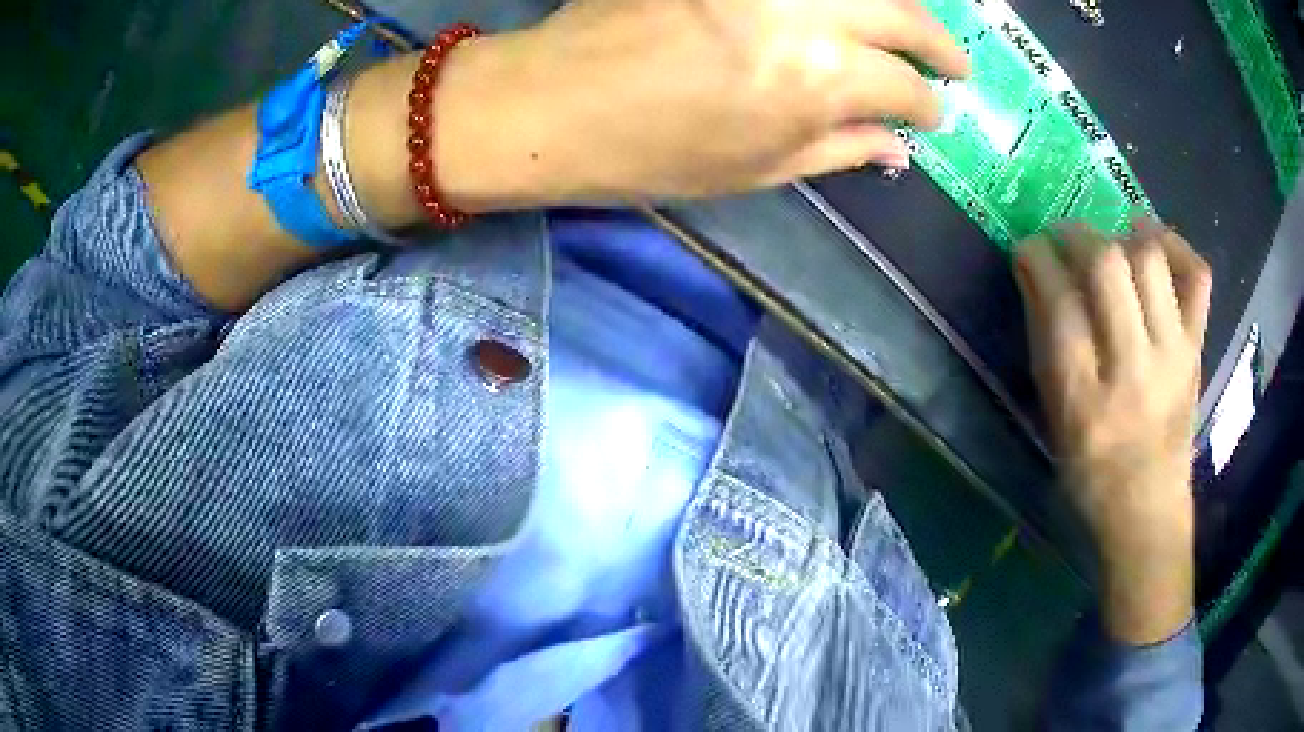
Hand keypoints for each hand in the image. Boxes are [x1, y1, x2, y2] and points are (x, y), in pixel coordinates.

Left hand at [483, 0, 969, 200]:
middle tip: (955, 64)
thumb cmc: (648, 153)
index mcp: (814, 81)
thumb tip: (899, 150)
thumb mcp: (754, 170)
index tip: (934, 115)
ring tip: (911, 29)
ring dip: (900, 7)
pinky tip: (850, 9)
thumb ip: (838, 151)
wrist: (550, 102)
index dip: (928, 106)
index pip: (905, 88)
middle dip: (941, 45)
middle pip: (903, 16)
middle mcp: (802, 15)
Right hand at [1014, 220, 1211, 645]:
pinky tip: (1153, 244)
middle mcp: (1133, 368)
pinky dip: (1176, 245)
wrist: (1148, 505)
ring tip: (1109, 240)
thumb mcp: (1054, 415)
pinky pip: (1196, 276)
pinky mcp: (1196, 347)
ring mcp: (1173, 354)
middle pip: (1107, 266)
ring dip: (1121, 233)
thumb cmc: (1090, 468)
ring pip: (1149, 260)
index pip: (1060, 301)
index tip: (1029, 247)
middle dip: (1077, 234)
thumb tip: (1034, 268)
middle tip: (1065, 237)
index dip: (1038, 257)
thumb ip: (1044, 339)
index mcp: (1084, 397)